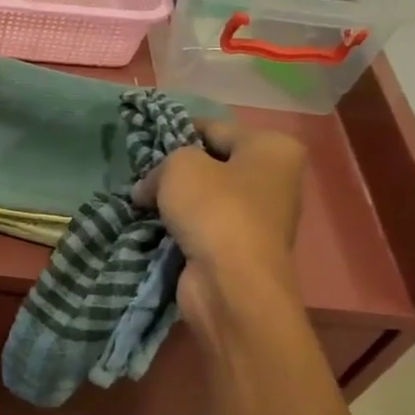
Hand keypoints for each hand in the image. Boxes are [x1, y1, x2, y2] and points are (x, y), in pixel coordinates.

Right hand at [133, 119, 305, 336]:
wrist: (231, 285)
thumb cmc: (215, 211)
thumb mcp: (180, 166)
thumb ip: (162, 163)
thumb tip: (147, 189)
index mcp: (272, 148)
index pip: (214, 128)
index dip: (177, 132)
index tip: (144, 143)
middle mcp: (274, 179)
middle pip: (211, 163)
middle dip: (175, 171)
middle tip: (141, 176)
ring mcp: (259, 218)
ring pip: (204, 198)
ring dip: (174, 202)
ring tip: (141, 202)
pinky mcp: (239, 249)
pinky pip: (202, 227)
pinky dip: (180, 228)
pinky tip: (152, 227)